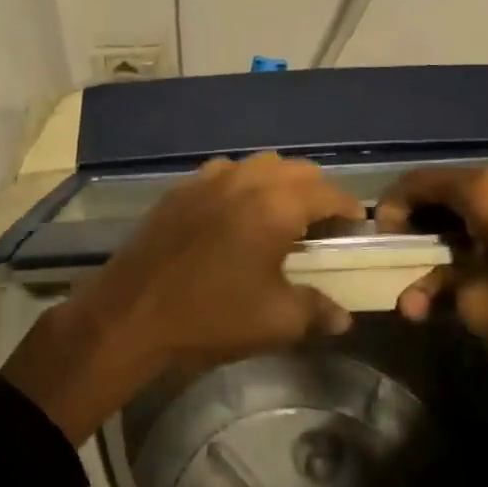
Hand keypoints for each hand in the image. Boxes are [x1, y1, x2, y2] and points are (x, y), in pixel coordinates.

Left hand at [3, 154, 360, 442]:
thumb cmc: (211, 316)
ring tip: (280, 216)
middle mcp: (244, 180)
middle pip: (295, 169)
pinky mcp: (180, 190)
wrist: (132, 313)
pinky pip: (223, 174)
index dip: (348, 208)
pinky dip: (242, 185)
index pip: (327, 192)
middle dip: (317, 191)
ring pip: (257, 165)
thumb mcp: (276, 321)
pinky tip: (235, 216)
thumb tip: (343, 317)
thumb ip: (317, 310)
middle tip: (322, 223)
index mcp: (275, 205)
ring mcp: (207, 180)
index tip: (355, 227)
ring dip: (278, 182)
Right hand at [374, 164, 487, 468]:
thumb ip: (438, 294)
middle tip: (419, 252)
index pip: (417, 183)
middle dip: (427, 217)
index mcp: (485, 190)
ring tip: (462, 256)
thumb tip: (409, 301)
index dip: (392, 208)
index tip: (385, 239)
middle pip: (452, 184)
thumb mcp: (484, 307)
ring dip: (463, 218)